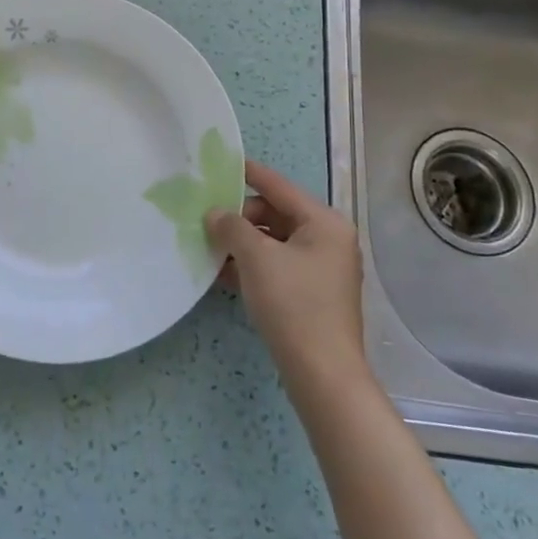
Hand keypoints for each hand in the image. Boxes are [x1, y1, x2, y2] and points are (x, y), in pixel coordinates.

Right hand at [206, 161, 369, 389]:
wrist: (322, 375)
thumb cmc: (293, 305)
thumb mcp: (256, 258)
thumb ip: (232, 227)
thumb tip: (215, 213)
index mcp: (325, 223)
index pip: (279, 187)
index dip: (249, 173)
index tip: (221, 163)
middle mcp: (329, 240)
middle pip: (277, 214)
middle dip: (241, 217)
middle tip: (207, 222)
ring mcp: (323, 269)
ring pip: (274, 242)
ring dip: (243, 243)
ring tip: (209, 246)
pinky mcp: (313, 295)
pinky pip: (278, 266)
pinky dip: (253, 265)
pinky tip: (223, 272)